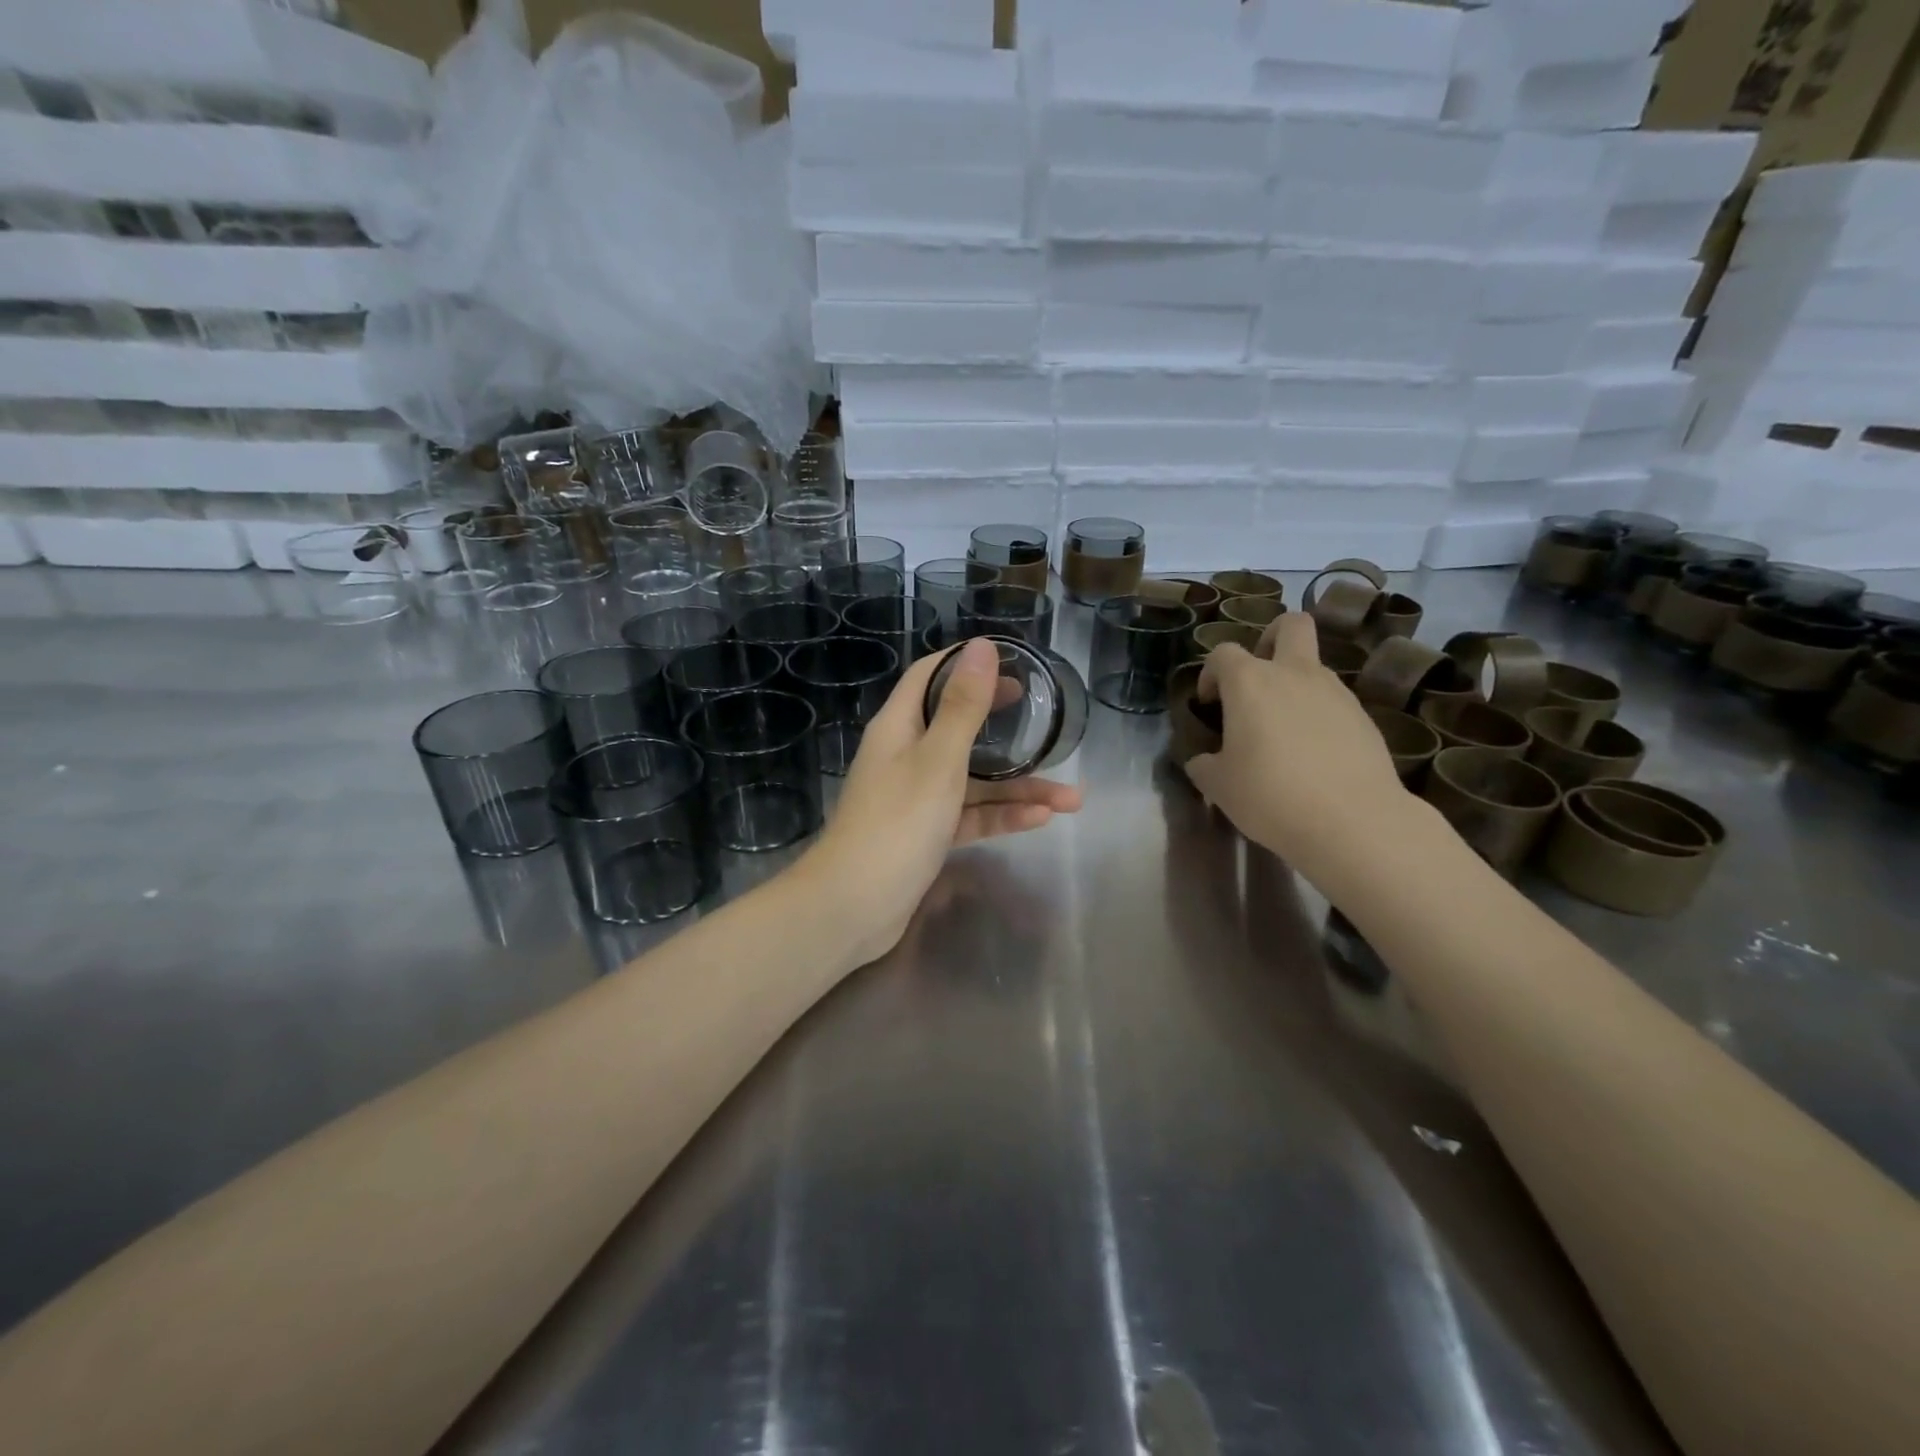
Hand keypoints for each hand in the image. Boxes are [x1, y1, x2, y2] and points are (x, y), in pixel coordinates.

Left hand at [798, 638, 1081, 965]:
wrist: (854, 906)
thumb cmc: (896, 823)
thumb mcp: (938, 760)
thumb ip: (963, 707)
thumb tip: (982, 647)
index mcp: (899, 727)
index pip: (930, 677)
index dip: (967, 665)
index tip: (1011, 664)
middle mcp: (906, 756)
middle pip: (959, 728)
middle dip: (1004, 725)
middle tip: (1044, 718)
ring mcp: (916, 797)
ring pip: (974, 780)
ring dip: (1019, 787)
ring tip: (1071, 798)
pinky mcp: (927, 834)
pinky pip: (970, 815)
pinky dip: (1001, 816)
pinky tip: (1040, 820)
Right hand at [1185, 613, 1411, 880]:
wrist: (1352, 821)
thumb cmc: (1270, 795)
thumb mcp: (1218, 786)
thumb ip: (1204, 765)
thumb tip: (1202, 761)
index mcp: (1250, 682)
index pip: (1223, 653)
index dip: (1211, 673)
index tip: (1209, 704)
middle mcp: (1294, 674)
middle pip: (1290, 625)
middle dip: (1271, 638)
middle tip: (1258, 677)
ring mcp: (1336, 693)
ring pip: (1314, 666)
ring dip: (1295, 685)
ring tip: (1284, 731)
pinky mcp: (1364, 718)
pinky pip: (1335, 702)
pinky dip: (1319, 716)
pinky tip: (1313, 755)